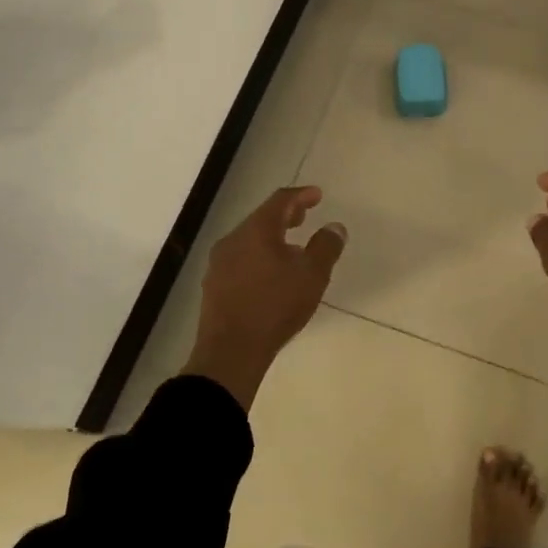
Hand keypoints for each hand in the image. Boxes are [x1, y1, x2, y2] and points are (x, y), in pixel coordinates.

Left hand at [184, 186, 346, 409]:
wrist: (230, 352)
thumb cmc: (275, 306)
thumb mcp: (312, 275)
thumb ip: (326, 247)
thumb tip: (334, 227)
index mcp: (257, 230)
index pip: (281, 201)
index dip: (301, 195)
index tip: (317, 195)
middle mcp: (233, 240)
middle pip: (262, 218)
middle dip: (286, 215)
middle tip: (304, 216)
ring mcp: (219, 263)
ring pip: (249, 239)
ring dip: (271, 237)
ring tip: (291, 247)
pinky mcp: (214, 286)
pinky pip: (240, 259)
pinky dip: (259, 256)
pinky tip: (270, 274)